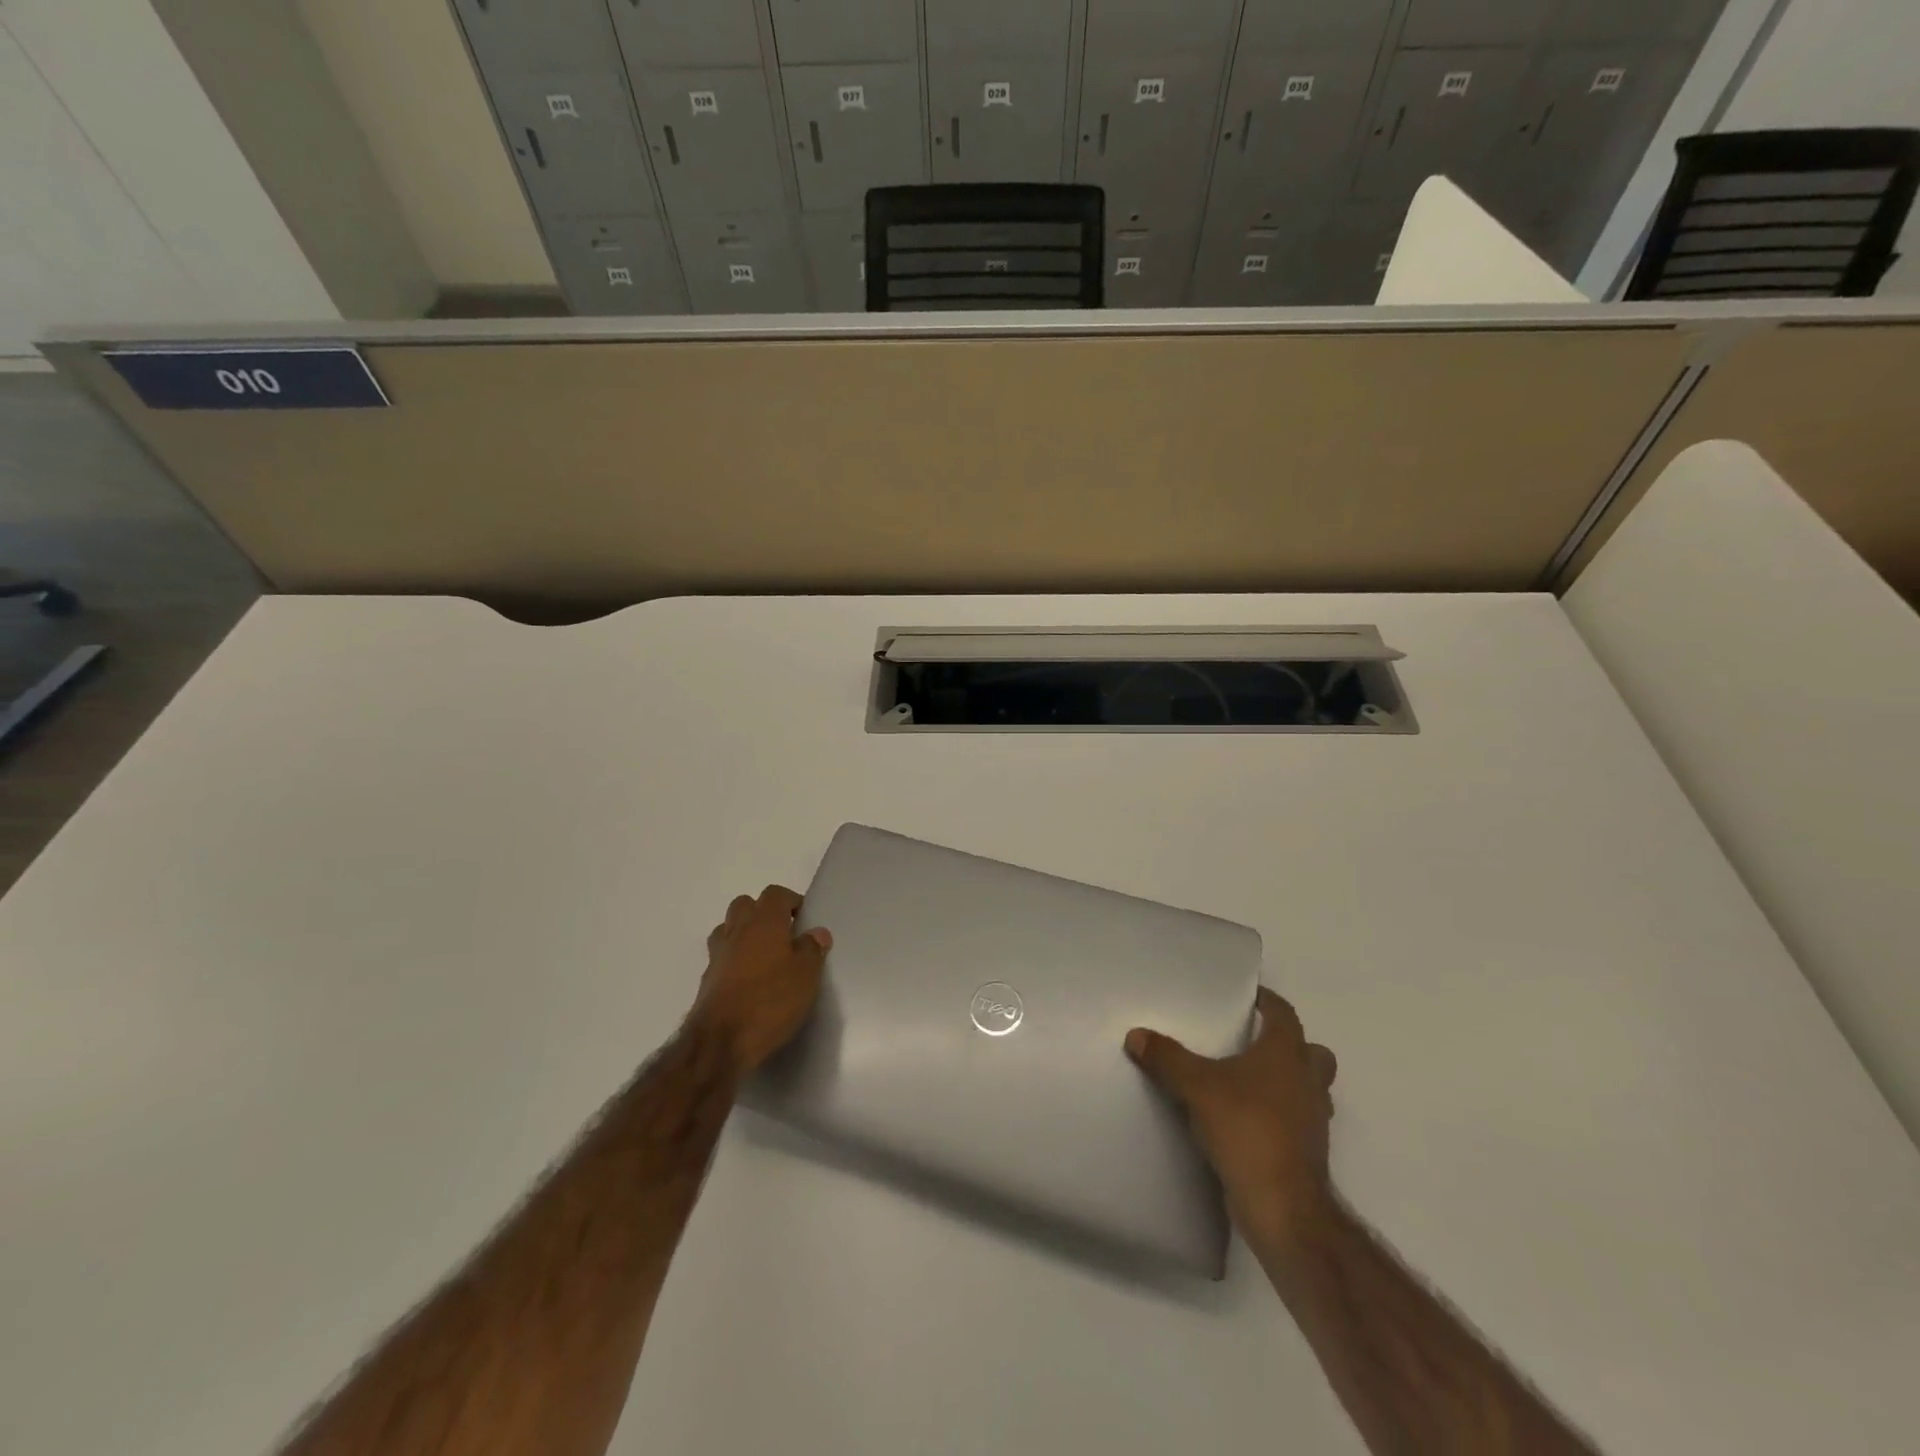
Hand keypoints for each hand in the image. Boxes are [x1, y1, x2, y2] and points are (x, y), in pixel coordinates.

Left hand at [690, 886, 830, 1074]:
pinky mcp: (707, 980)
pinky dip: (734, 960)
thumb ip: (812, 949)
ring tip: (765, 956)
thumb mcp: (806, 976)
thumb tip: (817, 932)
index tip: (804, 919)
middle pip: (745, 905)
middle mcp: (737, 931)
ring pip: (729, 929)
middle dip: (763, 913)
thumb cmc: (770, 1001)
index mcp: (764, 922)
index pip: (775, 893)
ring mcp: (717, 955)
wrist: (720, 1043)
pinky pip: (722, 957)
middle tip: (784, 935)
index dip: (791, 901)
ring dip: (745, 934)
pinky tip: (749, 981)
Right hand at [1126, 987, 1337, 1249]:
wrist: (1284, 1208)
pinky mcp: (1308, 1153)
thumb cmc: (1247, 1130)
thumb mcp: (1196, 1087)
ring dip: (1287, 1082)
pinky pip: (1298, 1120)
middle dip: (1288, 1044)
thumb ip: (1167, 1058)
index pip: (1284, 1014)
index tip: (1248, 997)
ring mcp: (1314, 1120)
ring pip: (1309, 1089)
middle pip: (1311, 1052)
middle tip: (1252, 1042)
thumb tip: (1136, 1035)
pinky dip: (1280, 1115)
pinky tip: (1247, 1121)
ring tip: (1248, 1083)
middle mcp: (1307, 1082)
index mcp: (1287, 1055)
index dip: (1268, 1002)